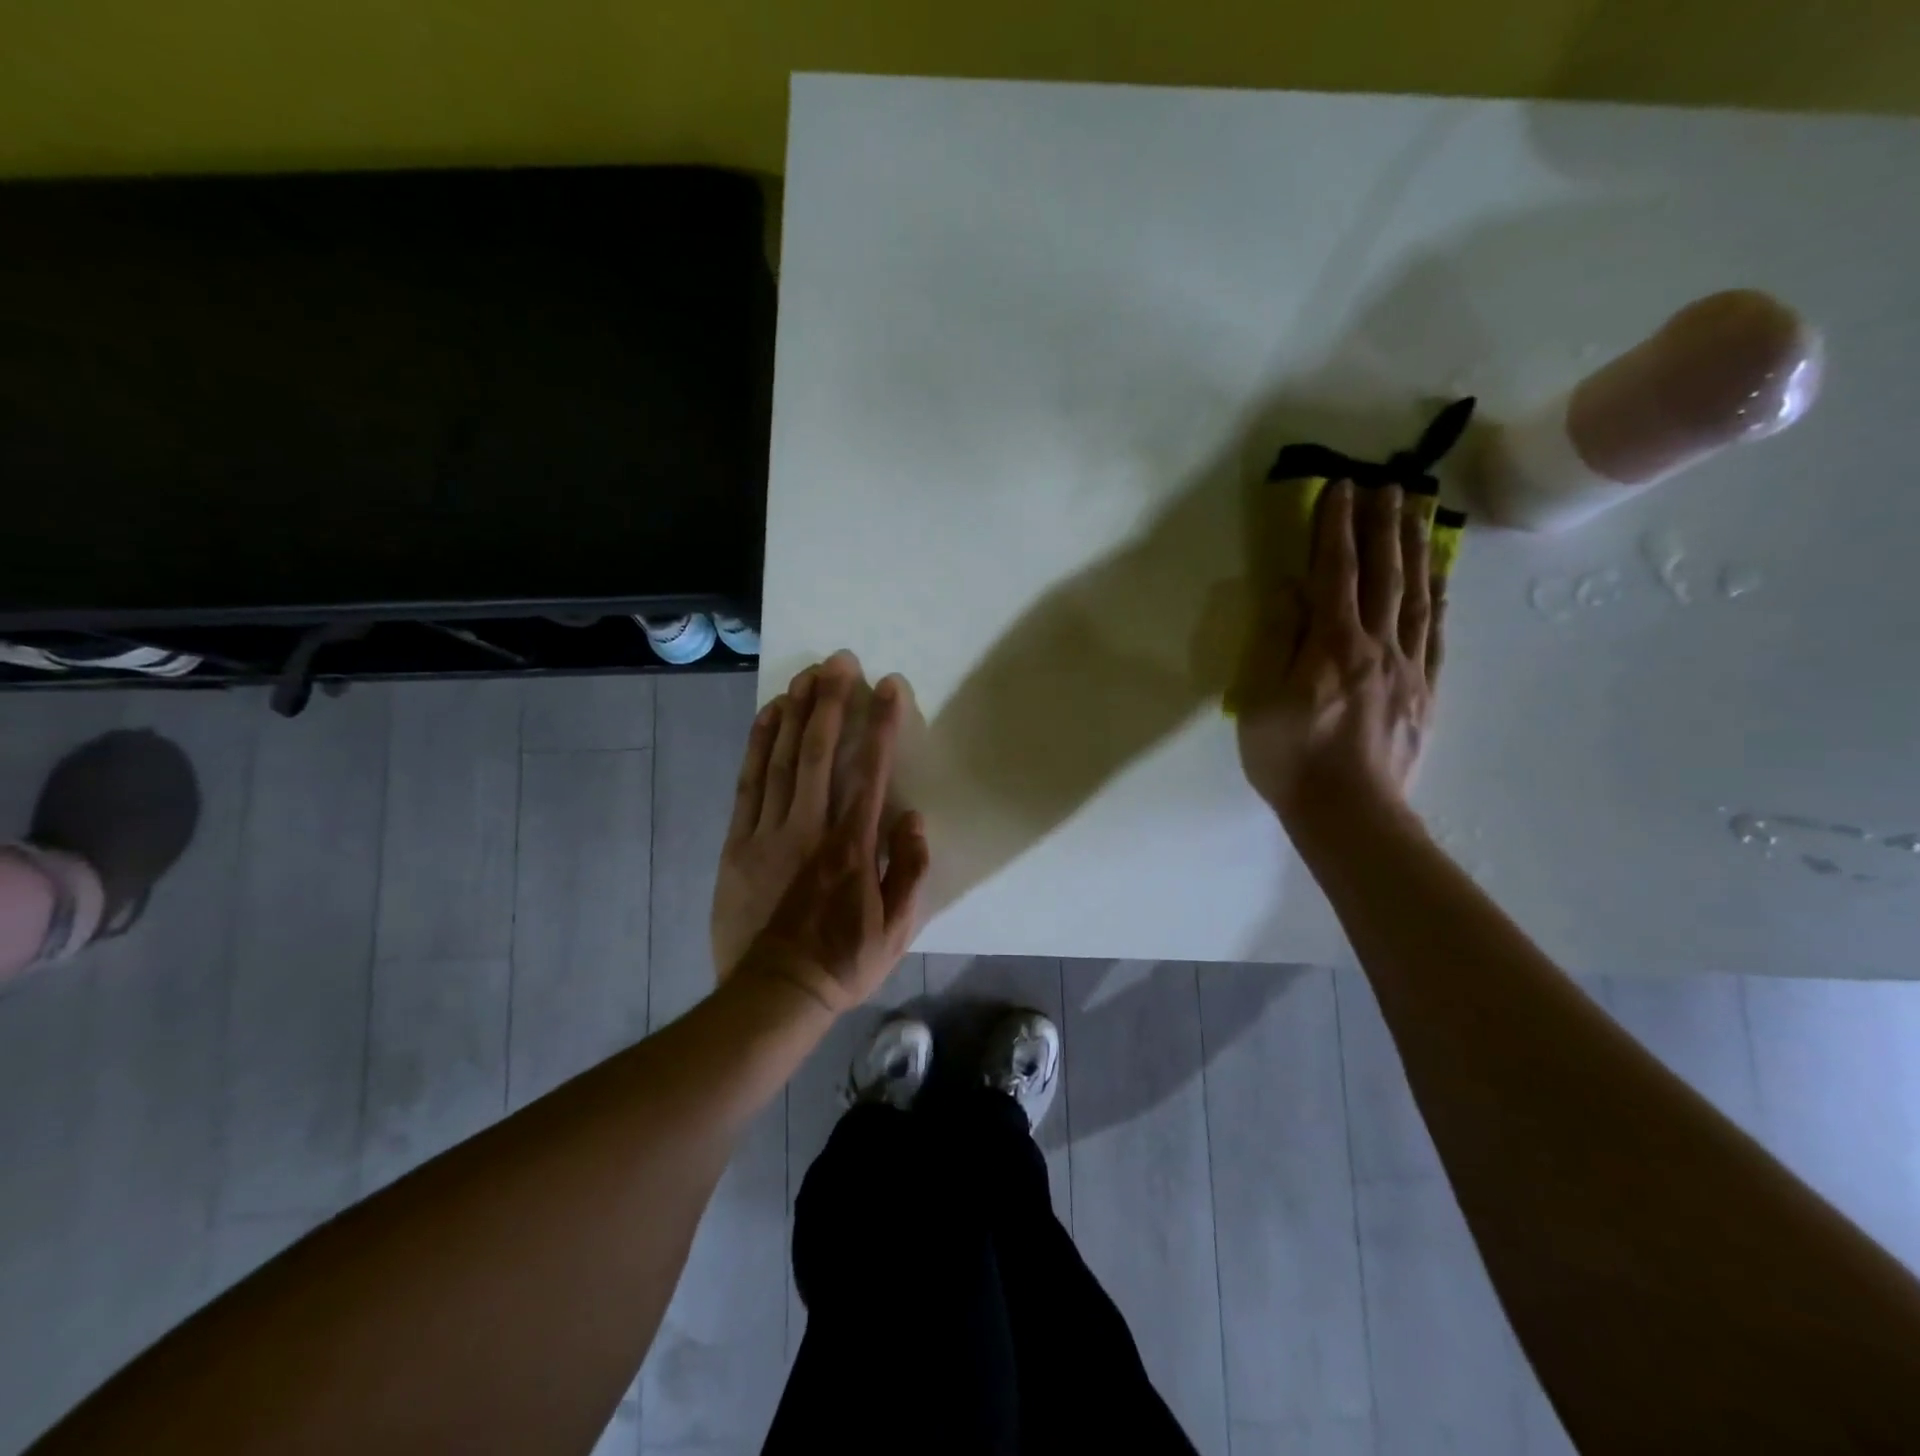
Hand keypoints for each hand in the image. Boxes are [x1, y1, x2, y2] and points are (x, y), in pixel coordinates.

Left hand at [731, 677, 929, 1014]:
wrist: (773, 994)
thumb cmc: (842, 961)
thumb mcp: (897, 929)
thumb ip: (910, 870)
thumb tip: (913, 817)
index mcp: (852, 846)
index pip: (870, 771)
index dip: (881, 725)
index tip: (889, 687)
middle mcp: (810, 827)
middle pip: (819, 751)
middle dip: (832, 701)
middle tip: (840, 660)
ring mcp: (768, 832)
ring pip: (781, 759)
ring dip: (794, 711)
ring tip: (806, 674)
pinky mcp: (738, 842)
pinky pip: (748, 782)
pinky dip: (758, 744)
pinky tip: (767, 716)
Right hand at [1231, 480, 1443, 837]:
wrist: (1349, 813)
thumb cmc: (1290, 758)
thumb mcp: (1260, 700)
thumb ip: (1277, 640)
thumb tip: (1292, 589)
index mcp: (1331, 645)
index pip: (1335, 572)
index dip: (1336, 528)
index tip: (1341, 488)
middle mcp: (1376, 645)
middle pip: (1384, 573)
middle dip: (1384, 524)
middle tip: (1389, 482)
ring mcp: (1408, 667)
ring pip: (1416, 595)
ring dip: (1417, 548)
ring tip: (1421, 510)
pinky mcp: (1425, 690)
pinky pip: (1435, 632)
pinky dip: (1438, 597)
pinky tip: (1440, 576)